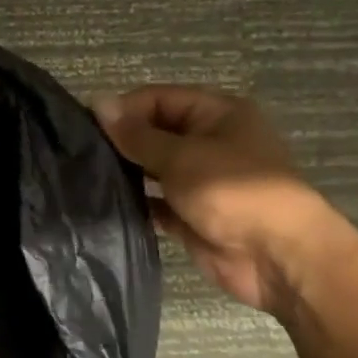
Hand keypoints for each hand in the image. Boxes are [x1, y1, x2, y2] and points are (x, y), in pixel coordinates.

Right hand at [93, 86, 341, 313]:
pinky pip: (155, 202)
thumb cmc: (233, 192)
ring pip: (152, 168)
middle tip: (80, 153)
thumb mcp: (181, 156)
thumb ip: (136, 134)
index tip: (86, 126)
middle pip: (154, 132)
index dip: (123, 110)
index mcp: (216, 114)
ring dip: (126, 172)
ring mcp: (200, 180)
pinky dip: (135, 202)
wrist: (278, 258)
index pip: (158, 99)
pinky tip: (103, 203)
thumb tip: (98, 102)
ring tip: (84, 176)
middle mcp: (208, 142)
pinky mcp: (191, 214)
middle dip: (121, 141)